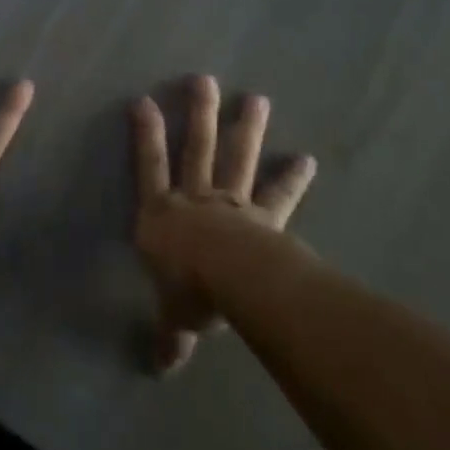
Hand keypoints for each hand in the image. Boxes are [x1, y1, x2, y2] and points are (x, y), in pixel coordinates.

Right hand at [132, 76, 315, 374]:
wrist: (232, 281)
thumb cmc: (189, 290)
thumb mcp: (175, 316)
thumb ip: (171, 336)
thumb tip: (161, 370)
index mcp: (162, 214)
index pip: (148, 166)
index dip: (145, 134)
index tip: (143, 100)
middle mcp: (195, 198)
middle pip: (197, 148)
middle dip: (200, 113)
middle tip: (204, 79)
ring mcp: (233, 202)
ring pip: (237, 158)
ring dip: (245, 128)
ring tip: (256, 98)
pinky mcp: (265, 217)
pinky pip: (278, 193)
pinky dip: (292, 177)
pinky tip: (305, 158)